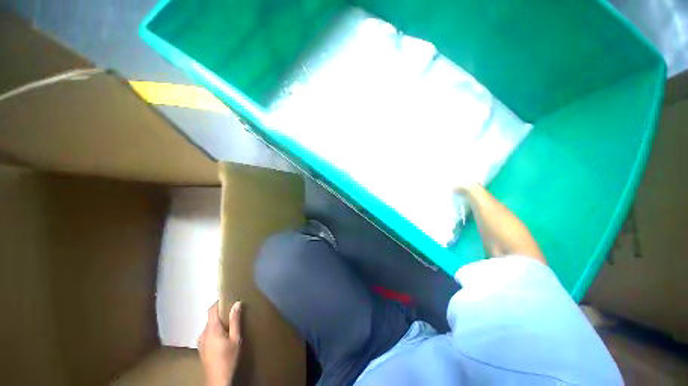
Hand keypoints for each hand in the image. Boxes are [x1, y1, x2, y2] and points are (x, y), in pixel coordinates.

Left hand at [198, 301, 241, 385]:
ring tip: (230, 326)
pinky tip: (223, 338)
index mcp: (212, 329)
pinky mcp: (201, 348)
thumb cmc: (228, 358)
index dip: (219, 302)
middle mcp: (203, 333)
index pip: (212, 309)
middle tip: (234, 313)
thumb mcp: (235, 338)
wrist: (218, 379)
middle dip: (221, 313)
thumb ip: (235, 320)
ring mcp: (200, 341)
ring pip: (209, 326)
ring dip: (218, 323)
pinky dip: (215, 331)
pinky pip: (208, 333)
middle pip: (211, 317)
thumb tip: (237, 303)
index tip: (229, 298)